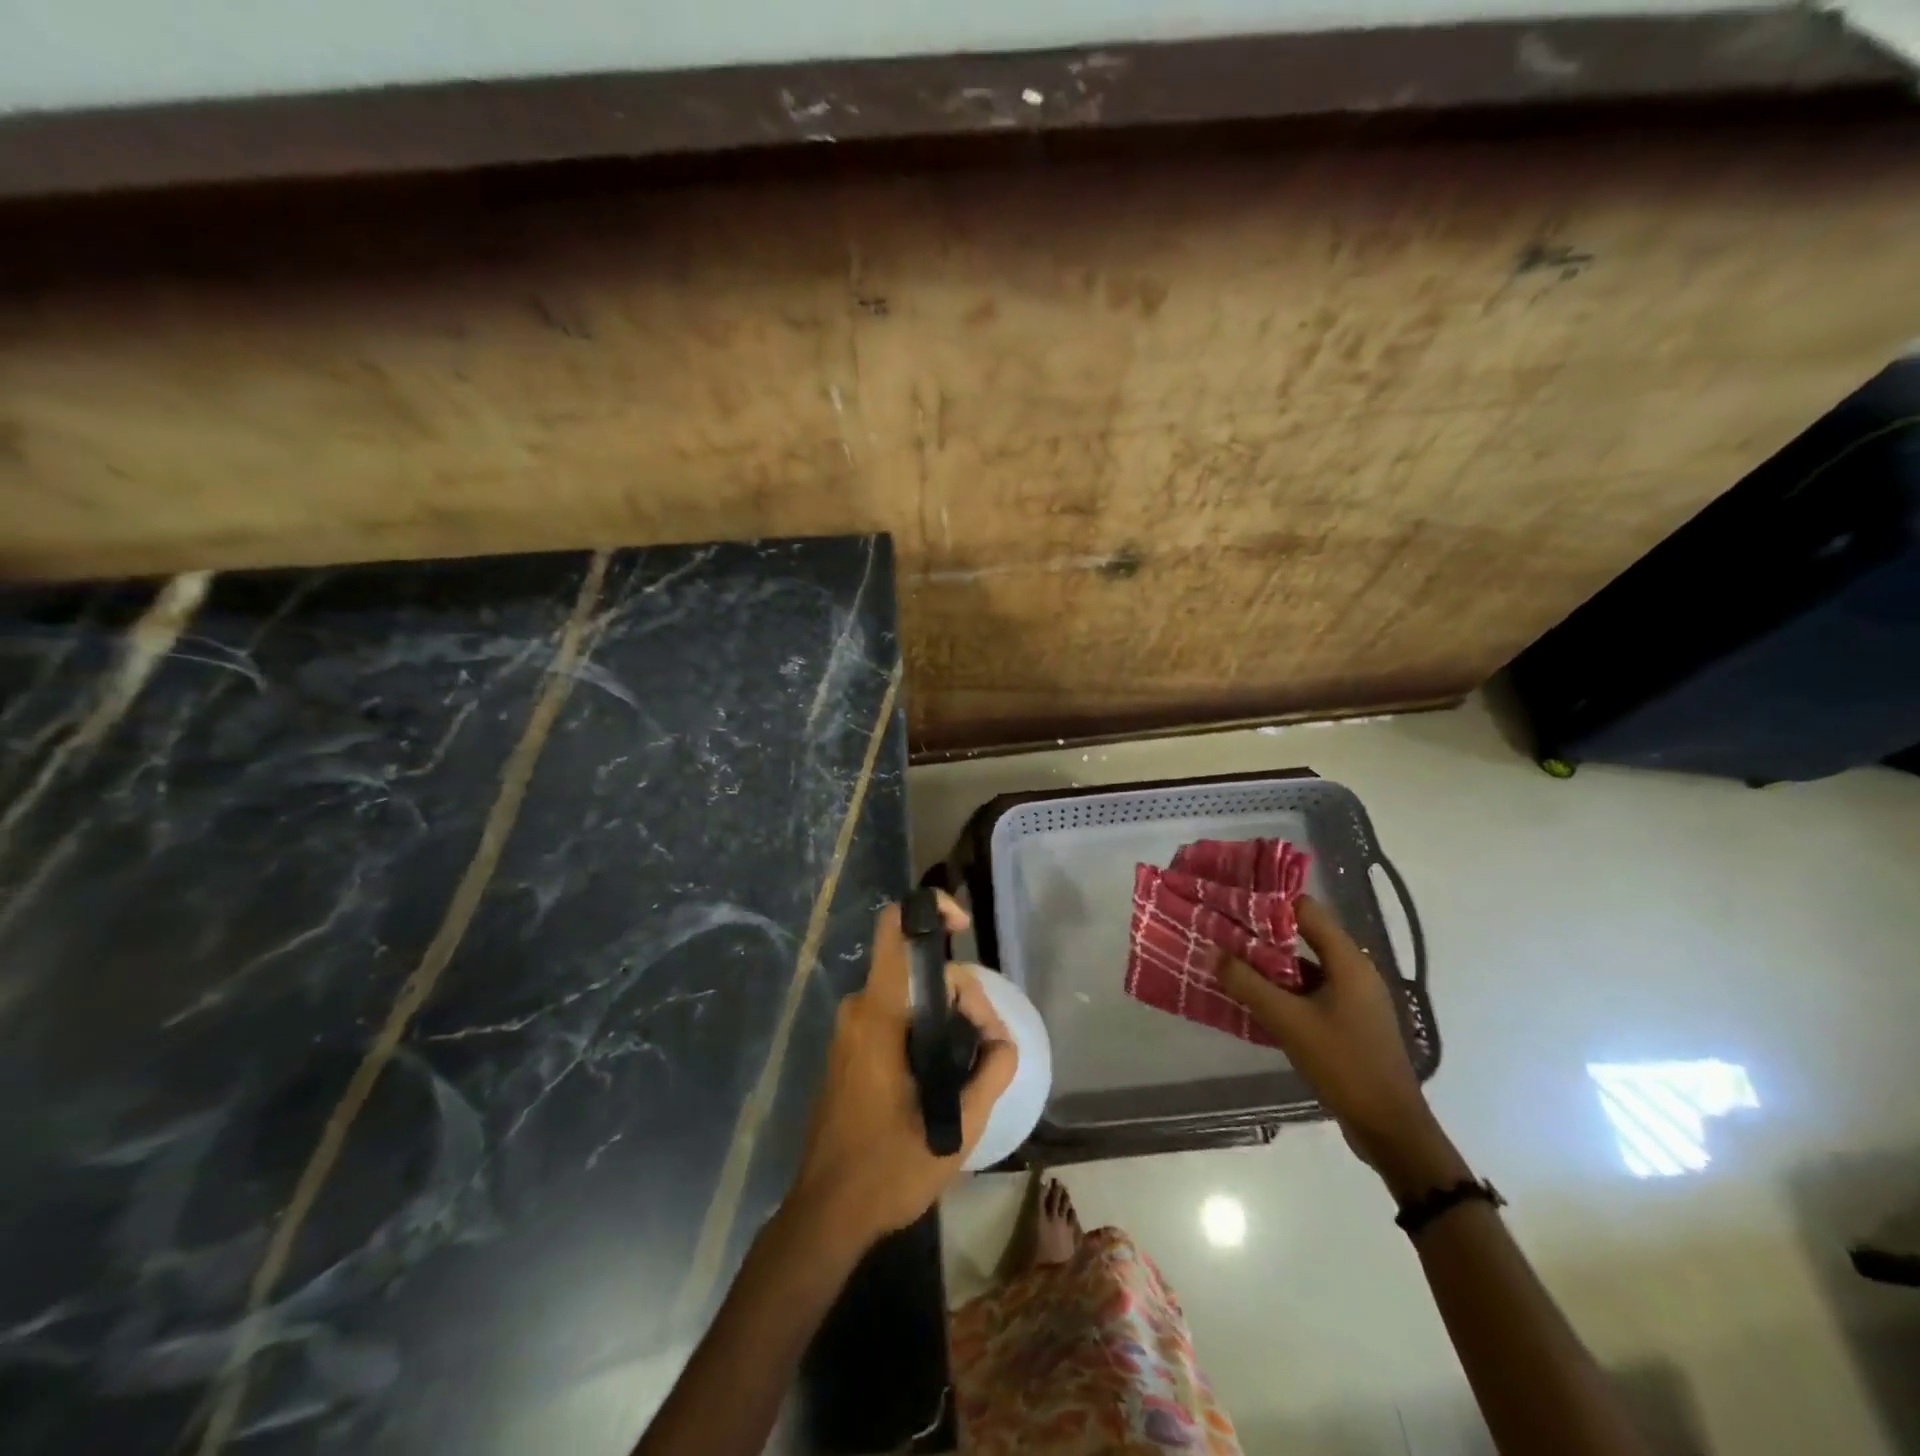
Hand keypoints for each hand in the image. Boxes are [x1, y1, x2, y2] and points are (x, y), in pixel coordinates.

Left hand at [790, 893, 1017, 1248]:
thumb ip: (989, 1075)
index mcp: (878, 1014)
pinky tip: (944, 1071)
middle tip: (987, 1046)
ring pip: (908, 994)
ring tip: (972, 1065)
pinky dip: (924, 1028)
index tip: (963, 929)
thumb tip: (1003, 1042)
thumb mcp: (956, 1129)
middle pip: (917, 969)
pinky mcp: (849, 1051)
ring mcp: (850, 1030)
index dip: (930, 913)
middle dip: (961, 994)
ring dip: (946, 1015)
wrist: (826, 1213)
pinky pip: (893, 1015)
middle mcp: (859, 1010)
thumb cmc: (887, 1169)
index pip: (895, 931)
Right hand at [1219, 896, 1463, 1196]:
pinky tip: (1254, 997)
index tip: (1233, 901)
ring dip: (1271, 963)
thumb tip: (1213, 952)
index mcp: (1349, 962)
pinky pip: (1311, 991)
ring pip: (1306, 966)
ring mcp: (1354, 998)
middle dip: (1264, 933)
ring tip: (1230, 960)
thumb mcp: (1289, 1022)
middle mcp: (1355, 972)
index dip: (1270, 902)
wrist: (1390, 1128)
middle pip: (1305, 936)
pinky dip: (1283, 989)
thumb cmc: (1343, 1064)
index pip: (1307, 911)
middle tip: (1223, 930)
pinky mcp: (1349, 1021)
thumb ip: (1249, 984)